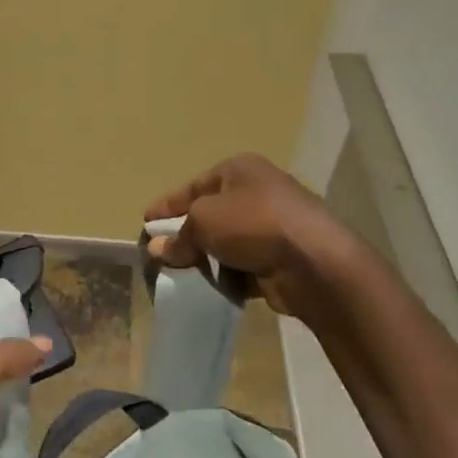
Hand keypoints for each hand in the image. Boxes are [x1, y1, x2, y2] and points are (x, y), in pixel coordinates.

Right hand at [145, 153, 349, 314]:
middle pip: (211, 213)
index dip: (168, 204)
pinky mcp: (281, 257)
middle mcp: (258, 192)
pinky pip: (243, 265)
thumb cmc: (252, 224)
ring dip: (206, 257)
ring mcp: (273, 226)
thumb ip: (178, 236)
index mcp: (240, 170)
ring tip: (180, 273)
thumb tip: (157, 249)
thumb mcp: (203, 221)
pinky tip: (209, 287)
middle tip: (161, 252)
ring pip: (227, 241)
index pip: (194, 185)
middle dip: (185, 233)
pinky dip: (227, 275)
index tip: (146, 222)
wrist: (312, 262)